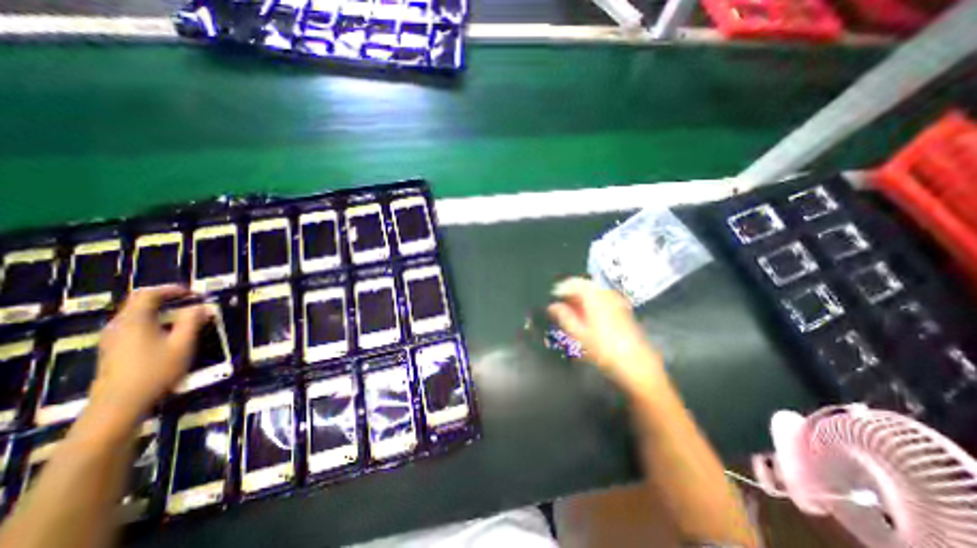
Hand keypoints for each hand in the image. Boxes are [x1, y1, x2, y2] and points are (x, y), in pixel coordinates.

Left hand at [88, 286, 206, 424]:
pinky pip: (133, 327)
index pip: (149, 294)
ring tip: (184, 316)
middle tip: (190, 302)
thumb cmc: (156, 370)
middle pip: (139, 303)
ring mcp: (112, 339)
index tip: (193, 293)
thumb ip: (192, 321)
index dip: (171, 289)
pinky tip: (167, 333)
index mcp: (134, 320)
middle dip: (166, 299)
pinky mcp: (112, 350)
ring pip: (136, 316)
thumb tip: (202, 306)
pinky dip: (153, 322)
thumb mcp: (183, 344)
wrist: (120, 404)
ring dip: (160, 311)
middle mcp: (118, 325)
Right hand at [547, 278, 664, 393]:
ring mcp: (616, 301)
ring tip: (573, 310)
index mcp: (594, 298)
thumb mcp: (578, 335)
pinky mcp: (623, 309)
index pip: (575, 283)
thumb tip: (552, 306)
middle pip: (585, 285)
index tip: (553, 297)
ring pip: (594, 290)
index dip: (562, 288)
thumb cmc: (603, 350)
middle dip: (572, 292)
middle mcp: (606, 295)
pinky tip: (588, 315)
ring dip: (582, 296)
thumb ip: (564, 317)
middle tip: (562, 304)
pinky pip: (603, 297)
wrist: (636, 364)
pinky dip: (592, 301)